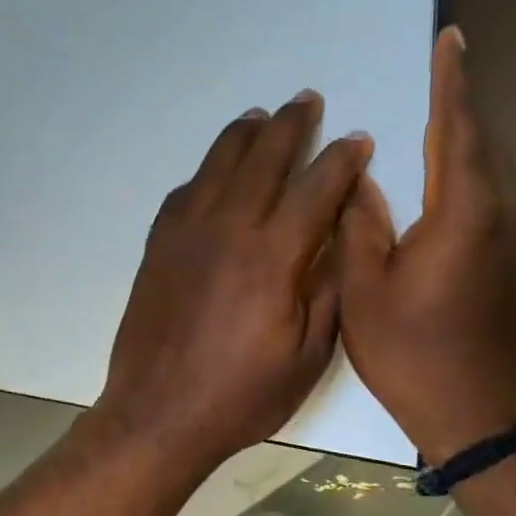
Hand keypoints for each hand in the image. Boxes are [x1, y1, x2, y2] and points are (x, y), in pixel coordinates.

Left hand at [95, 91, 372, 471]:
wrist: (158, 414)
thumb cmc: (241, 396)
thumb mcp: (307, 357)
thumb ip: (328, 290)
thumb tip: (340, 236)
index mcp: (273, 257)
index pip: (316, 188)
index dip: (341, 160)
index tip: (357, 140)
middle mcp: (228, 229)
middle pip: (264, 157)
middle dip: (291, 124)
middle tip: (308, 100)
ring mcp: (186, 234)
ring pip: (218, 164)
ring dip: (245, 134)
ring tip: (261, 116)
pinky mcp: (158, 247)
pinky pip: (185, 192)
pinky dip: (206, 172)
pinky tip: (215, 170)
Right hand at [338, 28, 515, 462]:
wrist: (478, 413)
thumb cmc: (411, 352)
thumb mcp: (365, 288)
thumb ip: (360, 224)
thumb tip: (360, 177)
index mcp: (463, 212)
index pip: (458, 127)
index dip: (451, 81)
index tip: (449, 38)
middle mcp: (502, 213)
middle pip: (485, 141)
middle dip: (462, 103)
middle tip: (440, 70)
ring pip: (496, 169)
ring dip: (468, 139)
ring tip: (437, 119)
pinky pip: (497, 197)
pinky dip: (473, 174)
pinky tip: (447, 183)